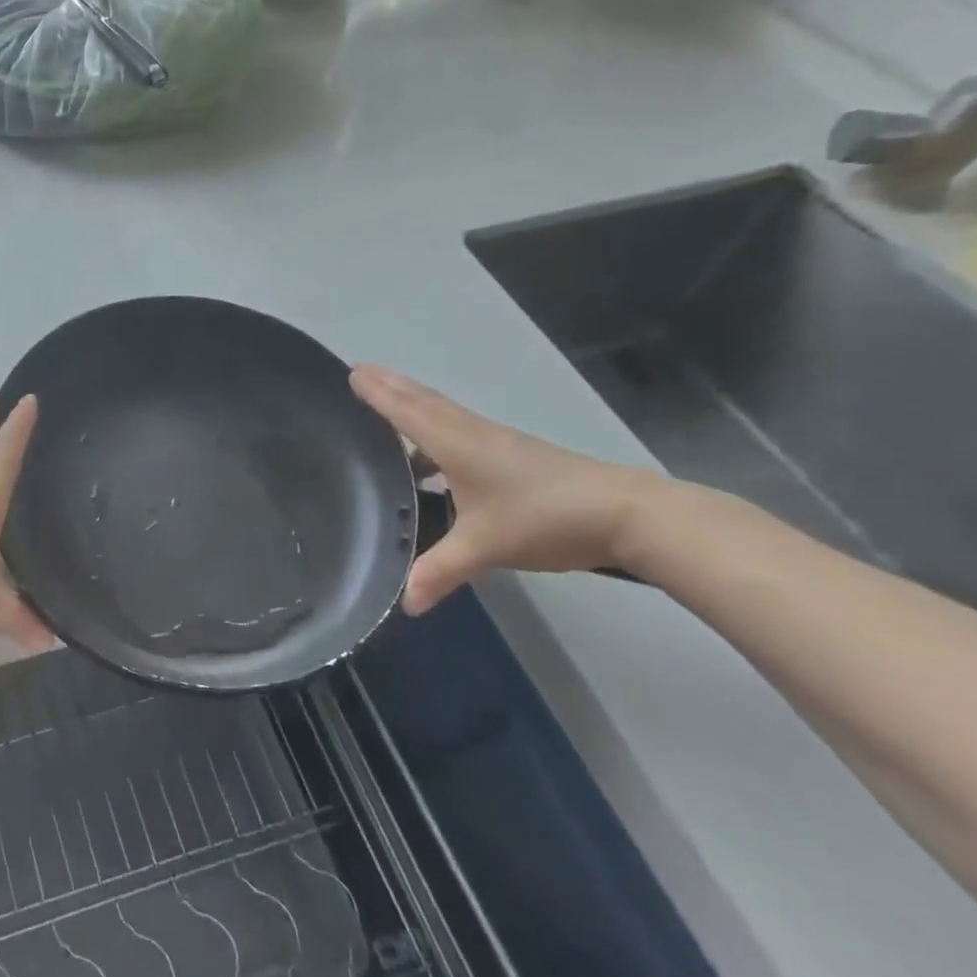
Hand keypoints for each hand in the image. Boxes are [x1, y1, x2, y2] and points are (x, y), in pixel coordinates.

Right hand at [350, 364, 662, 612]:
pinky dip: (436, 426)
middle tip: (360, 372)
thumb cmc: (543, 518)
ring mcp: (496, 442)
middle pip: (423, 402)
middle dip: (390, 386)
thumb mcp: (485, 548)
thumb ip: (440, 571)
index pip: (406, 411)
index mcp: (455, 444)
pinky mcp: (514, 454)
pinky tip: (433, 457)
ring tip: (386, 404)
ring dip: (413, 403)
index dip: (377, 392)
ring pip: (444, 413)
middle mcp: (471, 433)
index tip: (351, 371)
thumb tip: (406, 604)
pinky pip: (460, 428)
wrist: (626, 513)